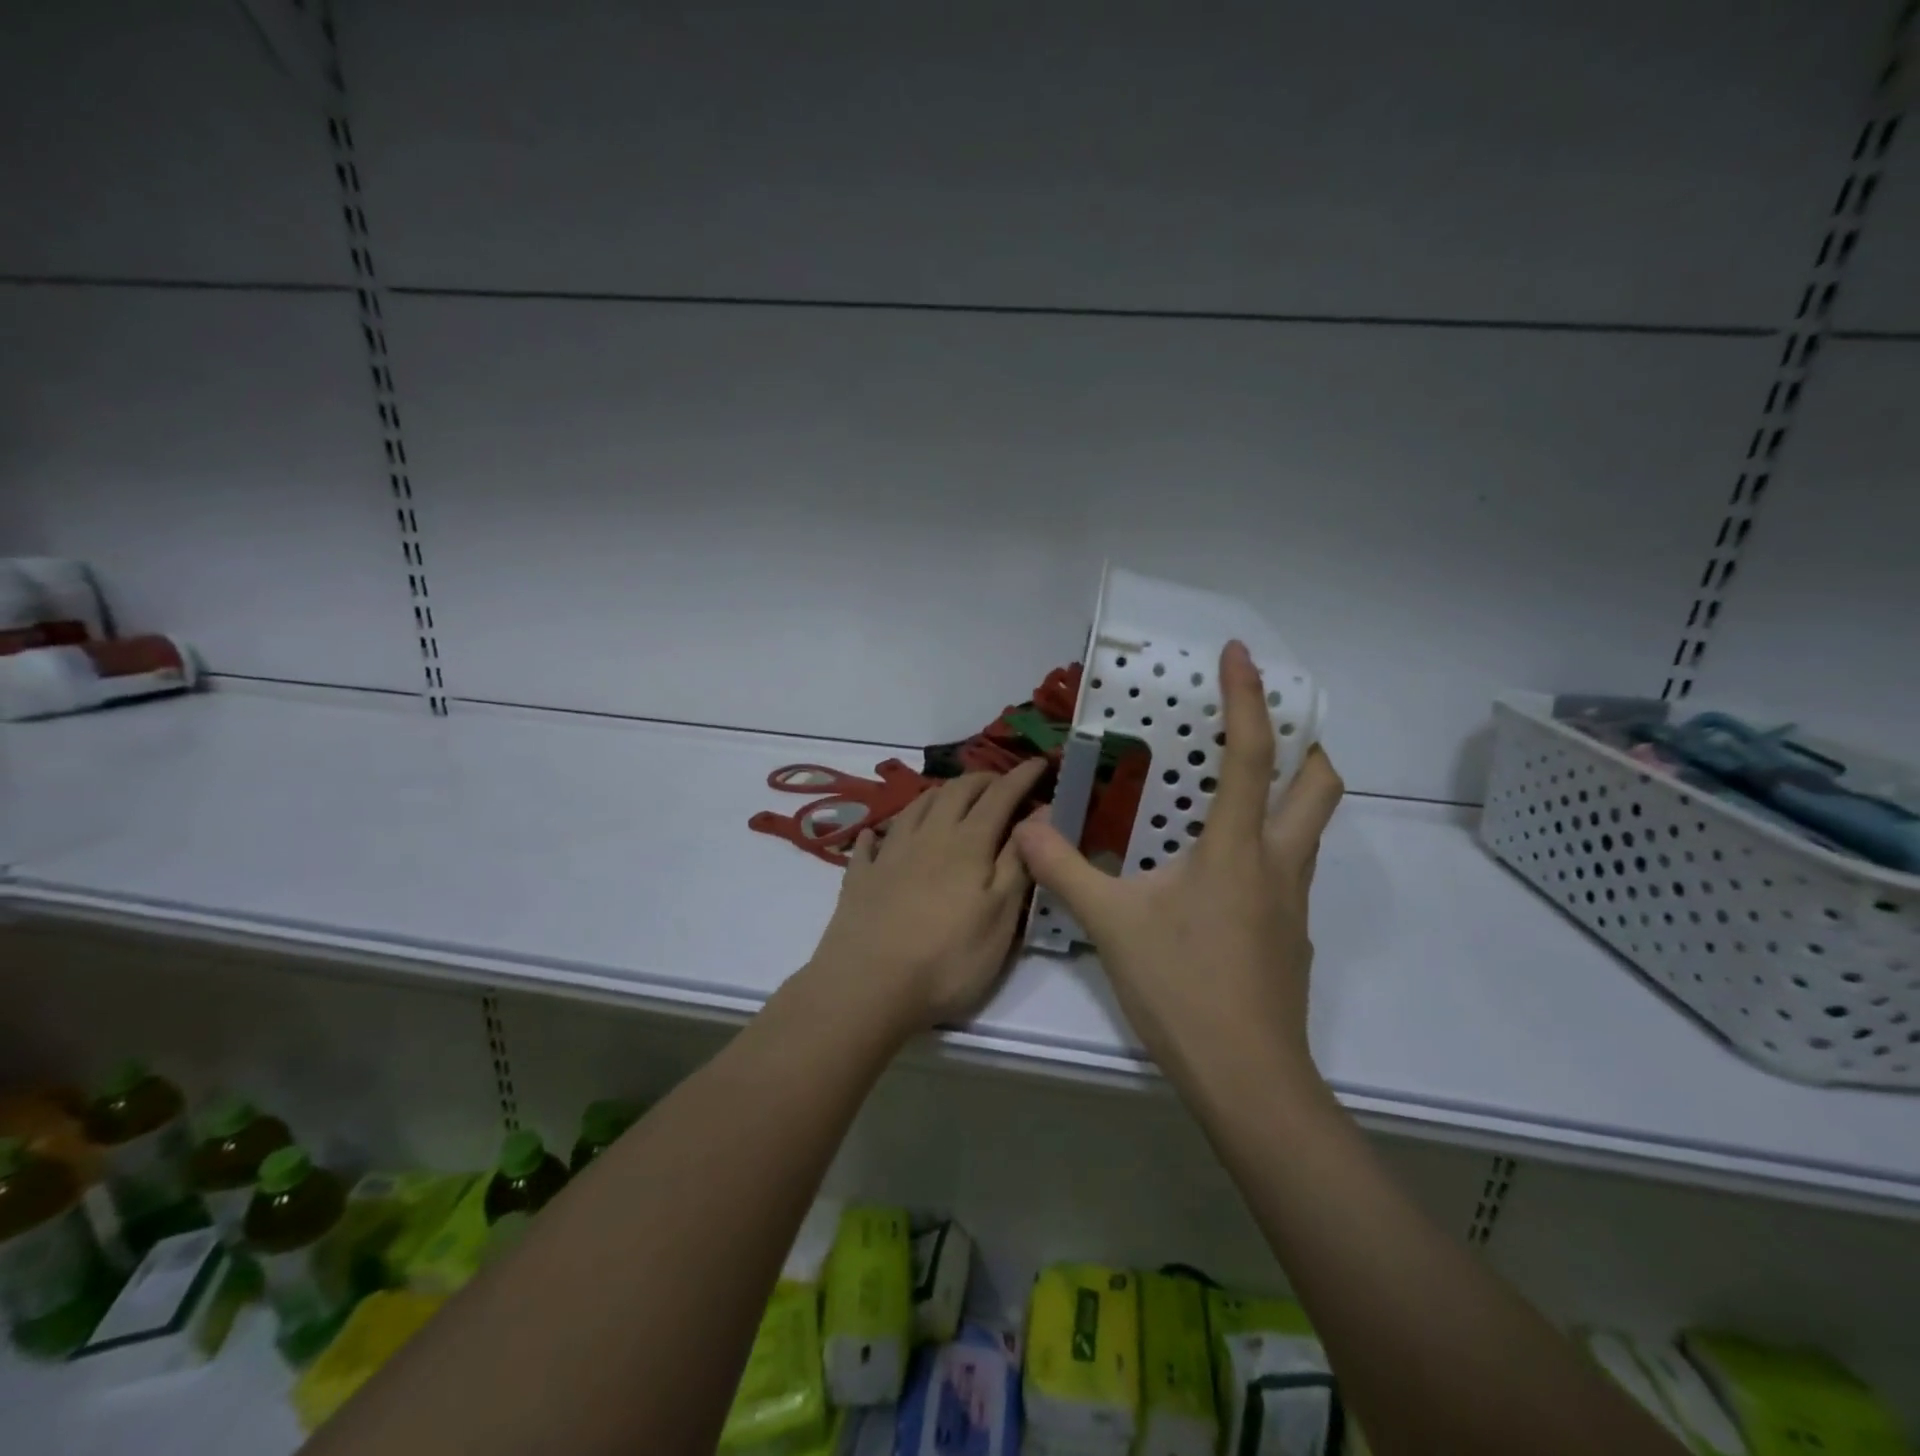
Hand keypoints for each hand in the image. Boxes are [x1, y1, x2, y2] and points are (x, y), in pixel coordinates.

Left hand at [805, 758, 1048, 1035]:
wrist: (867, 986)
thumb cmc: (947, 958)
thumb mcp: (1000, 918)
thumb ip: (1018, 863)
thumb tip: (1039, 816)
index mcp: (968, 844)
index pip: (1000, 797)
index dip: (1021, 778)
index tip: (1039, 763)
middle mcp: (928, 836)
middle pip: (956, 792)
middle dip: (982, 780)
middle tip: (999, 782)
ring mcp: (890, 854)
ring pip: (916, 806)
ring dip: (939, 794)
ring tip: (951, 796)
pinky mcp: (860, 877)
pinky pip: (871, 842)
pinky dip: (881, 831)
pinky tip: (879, 834)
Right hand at [1013, 641, 1343, 1081]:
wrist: (1248, 1080)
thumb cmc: (1183, 989)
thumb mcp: (1112, 924)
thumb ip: (1064, 870)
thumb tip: (1026, 826)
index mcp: (1237, 848)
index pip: (1252, 754)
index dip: (1249, 696)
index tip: (1239, 653)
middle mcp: (1277, 864)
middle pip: (1319, 785)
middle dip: (1304, 744)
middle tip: (1262, 729)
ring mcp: (1291, 902)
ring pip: (1308, 828)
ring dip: (1286, 793)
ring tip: (1231, 791)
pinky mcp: (1289, 934)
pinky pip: (1285, 868)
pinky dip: (1264, 844)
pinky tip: (1217, 871)